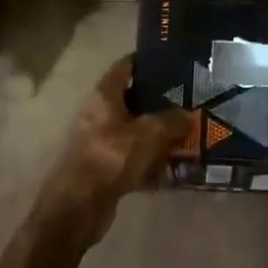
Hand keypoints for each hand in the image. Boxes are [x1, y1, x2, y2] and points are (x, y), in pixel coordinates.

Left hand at [41, 58, 190, 231]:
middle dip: (159, 101)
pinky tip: (173, 168)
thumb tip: (188, 114)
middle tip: (188, 99)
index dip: (145, 61)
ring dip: (158, 134)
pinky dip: (151, 161)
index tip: (170, 60)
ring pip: (135, 131)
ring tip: (188, 133)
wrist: (79, 207)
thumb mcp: (149, 134)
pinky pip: (133, 158)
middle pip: (132, 100)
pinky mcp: (104, 168)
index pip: (124, 67)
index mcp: (104, 96)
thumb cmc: (111, 158)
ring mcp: (100, 142)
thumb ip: (172, 120)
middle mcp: (99, 114)